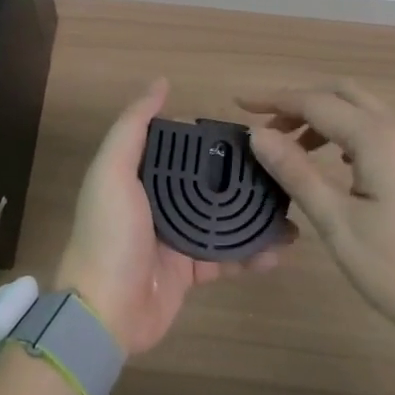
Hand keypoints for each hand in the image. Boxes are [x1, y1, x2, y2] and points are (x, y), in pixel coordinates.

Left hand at [56, 78, 287, 355]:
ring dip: (254, 215)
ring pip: (223, 219)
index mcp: (139, 175)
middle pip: (208, 182)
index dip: (213, 139)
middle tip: (282, 170)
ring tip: (290, 209)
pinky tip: (279, 249)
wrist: (104, 312)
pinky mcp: (191, 272)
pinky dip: (253, 254)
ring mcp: (177, 238)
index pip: (182, 148)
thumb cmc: (109, 234)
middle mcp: (159, 202)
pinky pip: (228, 257)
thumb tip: (161, 83)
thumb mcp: (112, 171)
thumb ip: (133, 126)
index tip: (252, 132)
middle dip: (242, 177)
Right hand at [242, 79, 394, 370]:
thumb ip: (297, 173)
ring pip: (362, 109)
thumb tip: (258, 134)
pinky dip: (347, 131)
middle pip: (341, 92)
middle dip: (300, 101)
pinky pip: (378, 129)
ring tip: (292, 146)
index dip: (273, 99)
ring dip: (324, 116)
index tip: (238, 105)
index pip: (314, 101)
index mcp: (376, 137)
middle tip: (266, 127)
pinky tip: (335, 162)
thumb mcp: (340, 224)